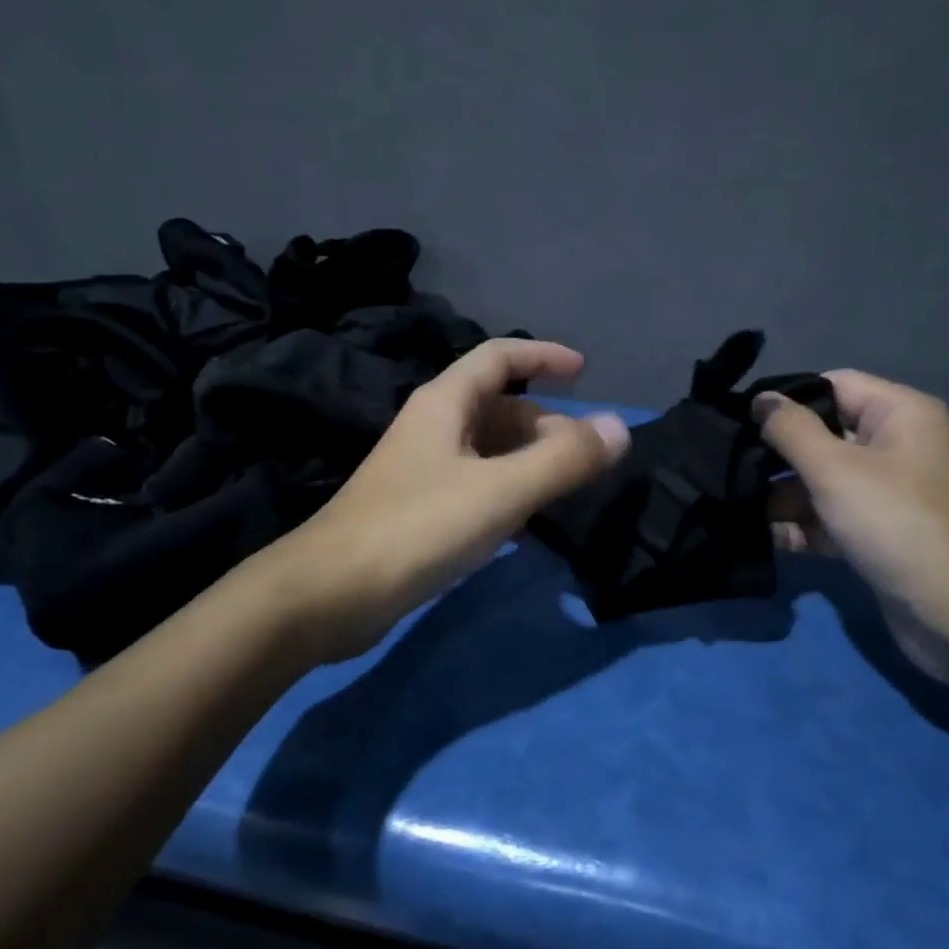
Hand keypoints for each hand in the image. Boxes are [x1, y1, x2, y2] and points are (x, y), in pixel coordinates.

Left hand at [274, 339, 629, 663]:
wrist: (330, 593)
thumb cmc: (417, 528)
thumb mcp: (500, 491)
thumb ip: (563, 460)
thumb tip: (619, 426)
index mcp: (445, 404)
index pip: (499, 357)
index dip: (543, 355)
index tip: (585, 371)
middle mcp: (433, 427)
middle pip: (499, 407)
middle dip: (546, 424)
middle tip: (585, 459)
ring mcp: (423, 469)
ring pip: (489, 449)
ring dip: (529, 461)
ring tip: (565, 492)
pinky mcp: (419, 509)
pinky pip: (476, 485)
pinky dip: (508, 492)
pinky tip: (526, 525)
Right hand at [754, 370, 948, 681]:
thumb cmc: (896, 523)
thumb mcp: (834, 468)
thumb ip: (790, 429)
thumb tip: (759, 399)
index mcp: (899, 413)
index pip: (832, 386)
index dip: (787, 400)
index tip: (740, 421)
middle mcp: (895, 446)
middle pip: (822, 436)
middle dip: (779, 456)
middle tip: (733, 470)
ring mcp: (887, 492)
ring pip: (821, 480)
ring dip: (785, 497)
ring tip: (746, 512)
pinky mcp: (878, 533)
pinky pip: (831, 517)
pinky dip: (804, 526)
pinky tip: (774, 539)